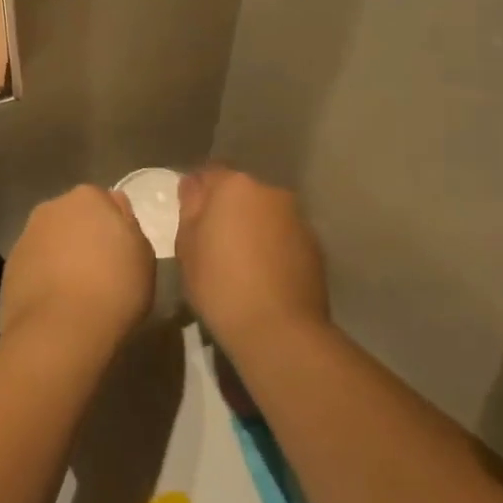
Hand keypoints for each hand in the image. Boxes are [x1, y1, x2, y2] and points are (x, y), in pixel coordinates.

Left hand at [0, 186, 155, 350]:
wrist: (60, 330)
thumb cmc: (114, 288)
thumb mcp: (143, 256)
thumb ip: (129, 228)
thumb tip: (116, 216)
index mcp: (88, 197)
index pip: (105, 202)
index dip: (114, 227)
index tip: (121, 253)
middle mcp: (51, 208)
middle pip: (73, 218)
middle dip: (84, 237)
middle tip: (101, 271)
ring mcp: (26, 237)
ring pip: (51, 242)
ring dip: (61, 257)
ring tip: (77, 292)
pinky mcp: (9, 267)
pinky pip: (34, 267)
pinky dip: (44, 278)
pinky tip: (56, 304)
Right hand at [176, 168, 329, 352]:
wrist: (280, 330)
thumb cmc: (220, 284)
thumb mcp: (187, 246)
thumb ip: (190, 208)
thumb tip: (194, 186)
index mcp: (235, 185)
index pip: (209, 173)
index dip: (197, 193)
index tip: (190, 218)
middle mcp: (270, 192)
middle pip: (241, 192)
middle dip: (227, 209)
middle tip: (213, 242)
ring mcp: (297, 217)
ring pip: (265, 213)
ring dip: (253, 227)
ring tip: (241, 262)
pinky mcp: (315, 244)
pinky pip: (284, 236)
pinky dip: (273, 246)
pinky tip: (264, 276)